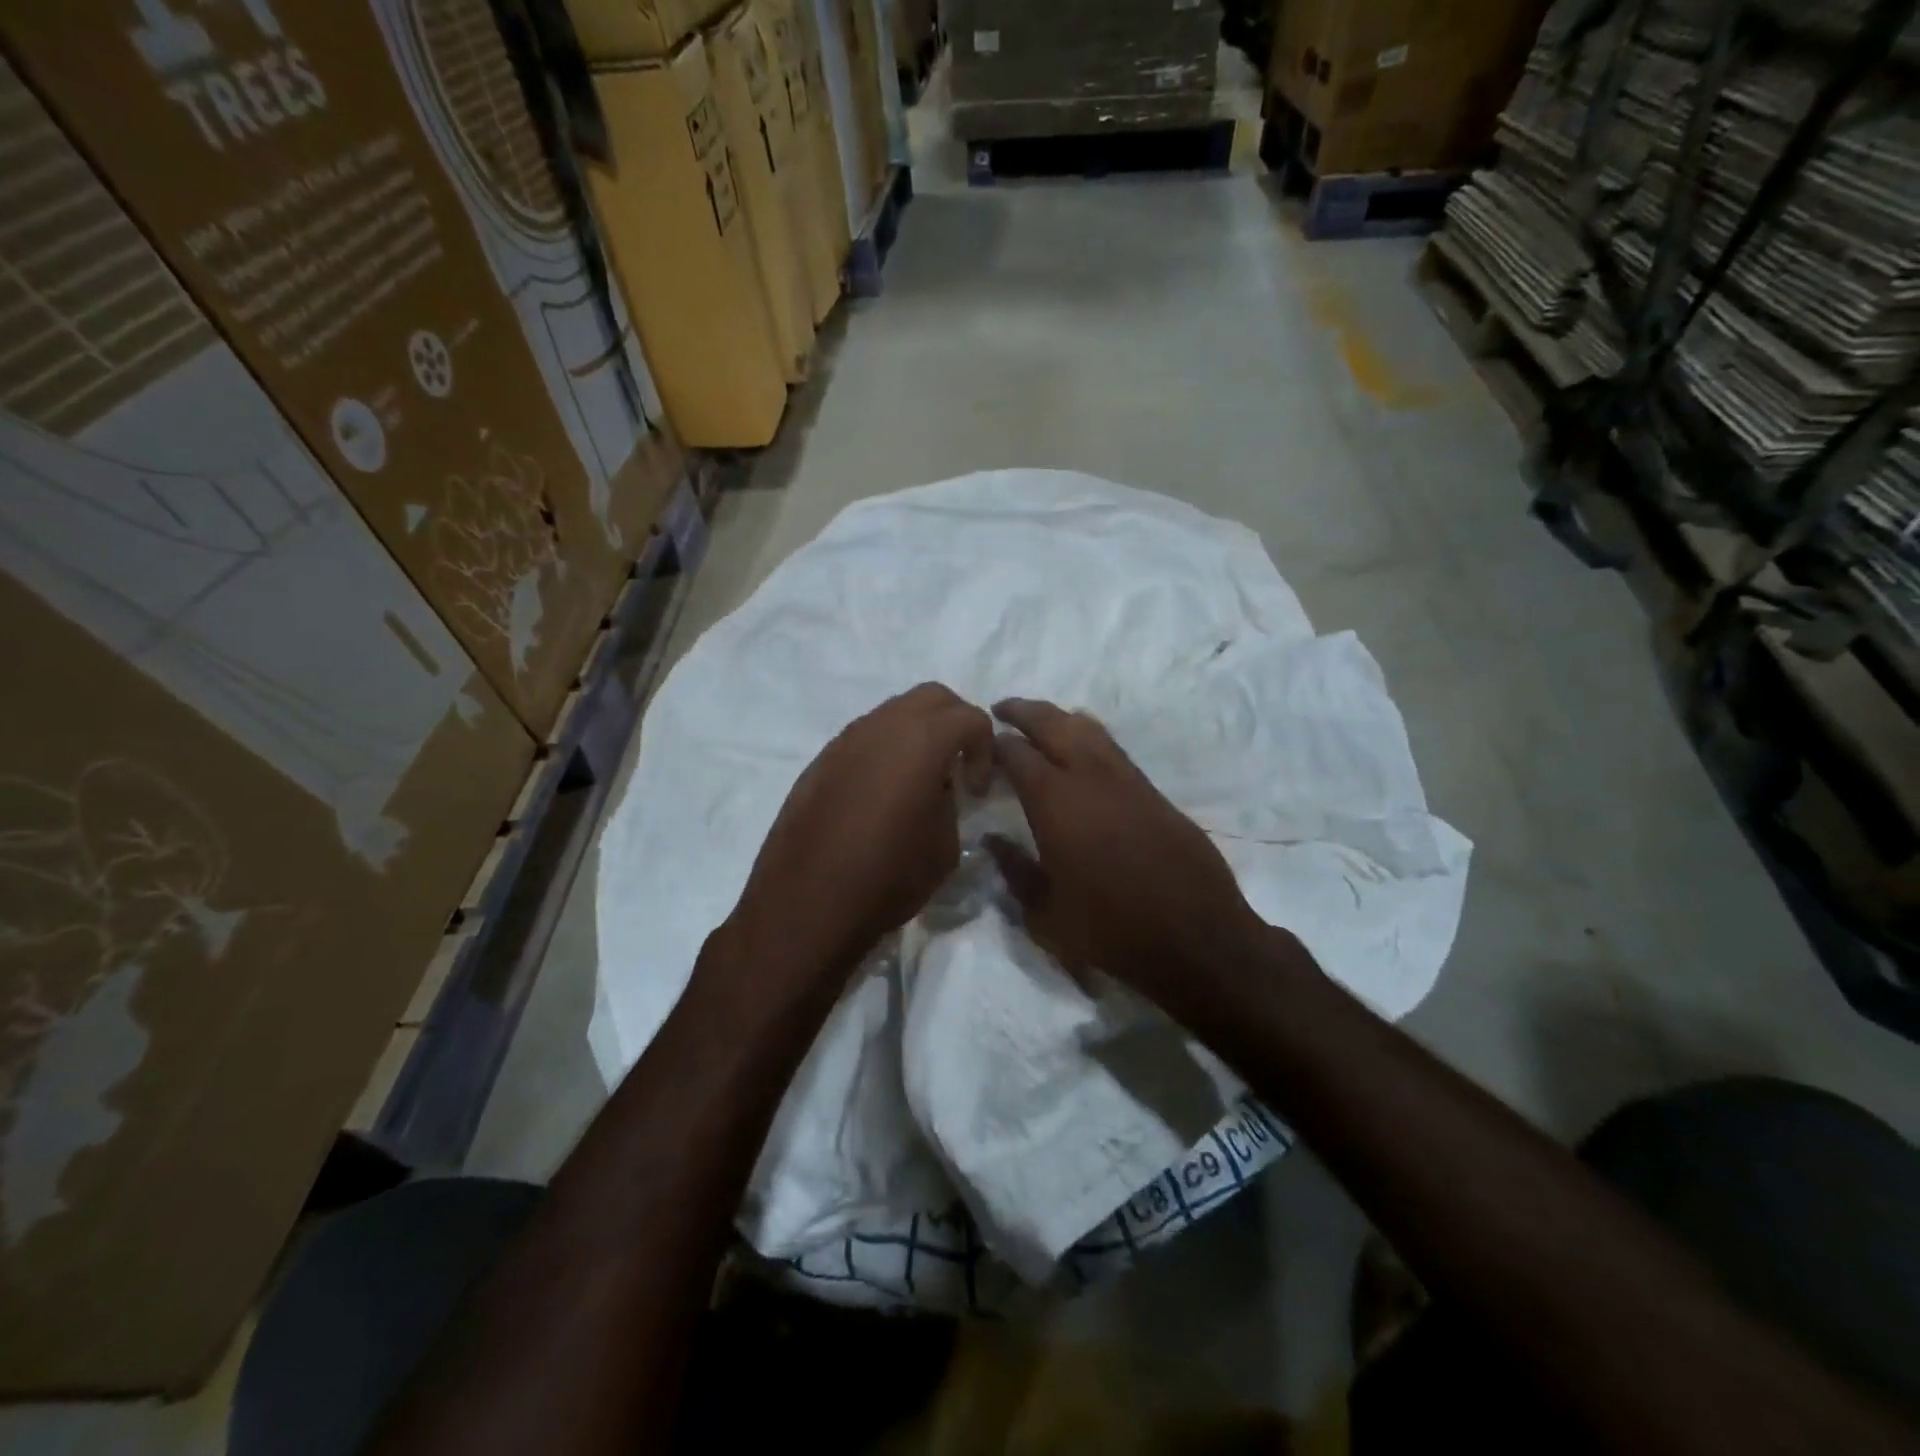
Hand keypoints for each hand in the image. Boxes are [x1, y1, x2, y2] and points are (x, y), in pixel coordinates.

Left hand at [722, 683, 993, 996]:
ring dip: (917, 734)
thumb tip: (937, 789)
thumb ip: (949, 802)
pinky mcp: (820, 761)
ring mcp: (845, 740)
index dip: (986, 749)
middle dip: (955, 723)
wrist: (806, 905)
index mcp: (920, 741)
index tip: (977, 790)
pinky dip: (885, 750)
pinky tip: (883, 793)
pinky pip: (864, 738)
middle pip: (931, 697)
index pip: (970, 717)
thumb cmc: (887, 877)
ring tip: (921, 779)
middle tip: (959, 766)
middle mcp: (881, 727)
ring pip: (893, 712)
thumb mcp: (944, 846)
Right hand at [988, 699, 1269, 1007]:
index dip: (995, 743)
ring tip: (1041, 722)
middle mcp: (1090, 777)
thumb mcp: (1046, 912)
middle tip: (1002, 709)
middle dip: (1024, 710)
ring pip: (1088, 728)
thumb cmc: (1110, 930)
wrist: (1195, 937)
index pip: (1016, 753)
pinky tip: (1083, 749)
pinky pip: (1113, 748)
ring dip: (1059, 718)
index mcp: (1055, 801)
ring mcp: (1127, 779)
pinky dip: (1089, 737)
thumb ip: (1014, 870)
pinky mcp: (1153, 791)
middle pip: (1052, 723)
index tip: (981, 743)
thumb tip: (991, 840)